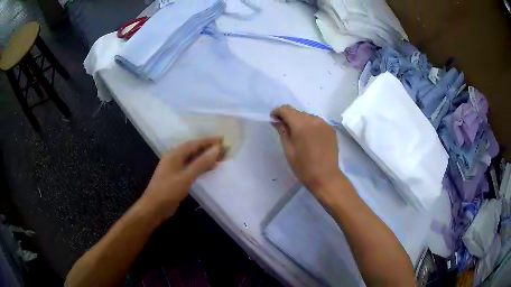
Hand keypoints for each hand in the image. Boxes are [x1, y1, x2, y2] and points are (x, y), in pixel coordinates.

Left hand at [140, 137, 224, 220]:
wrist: (154, 208)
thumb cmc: (168, 191)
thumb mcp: (186, 177)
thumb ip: (201, 163)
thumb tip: (216, 149)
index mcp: (174, 154)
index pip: (194, 143)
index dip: (209, 141)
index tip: (222, 139)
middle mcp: (174, 158)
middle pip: (193, 150)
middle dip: (208, 148)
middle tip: (224, 149)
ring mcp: (175, 168)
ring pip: (193, 159)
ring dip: (205, 157)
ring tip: (220, 158)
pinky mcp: (177, 177)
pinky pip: (191, 167)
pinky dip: (201, 167)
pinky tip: (209, 169)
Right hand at [271, 105, 344, 199]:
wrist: (326, 178)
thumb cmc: (303, 167)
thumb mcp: (288, 150)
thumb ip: (282, 131)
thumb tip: (276, 120)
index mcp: (302, 125)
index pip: (286, 109)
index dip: (278, 112)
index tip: (273, 120)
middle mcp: (314, 119)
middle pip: (297, 113)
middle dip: (289, 118)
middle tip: (285, 131)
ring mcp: (325, 124)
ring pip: (308, 117)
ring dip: (301, 123)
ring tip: (299, 137)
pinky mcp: (331, 129)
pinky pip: (317, 123)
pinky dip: (311, 127)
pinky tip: (310, 140)